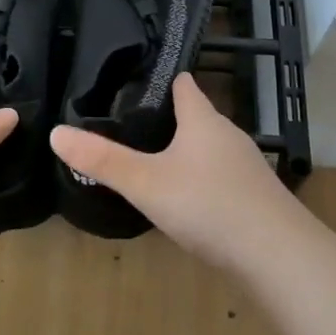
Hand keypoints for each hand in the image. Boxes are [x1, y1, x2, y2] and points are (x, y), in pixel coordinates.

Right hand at [48, 74, 300, 267]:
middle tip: (130, 123)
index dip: (163, 79)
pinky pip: (221, 177)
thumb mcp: (146, 183)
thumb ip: (102, 160)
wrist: (278, 255)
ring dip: (186, 151)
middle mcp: (228, 135)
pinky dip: (202, 179)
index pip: (184, 86)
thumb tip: (57, 132)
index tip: (137, 78)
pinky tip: (187, 199)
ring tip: (153, 160)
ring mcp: (247, 167)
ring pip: (210, 149)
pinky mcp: (256, 197)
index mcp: (203, 120)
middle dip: (169, 118)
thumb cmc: (208, 205)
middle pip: (197, 117)